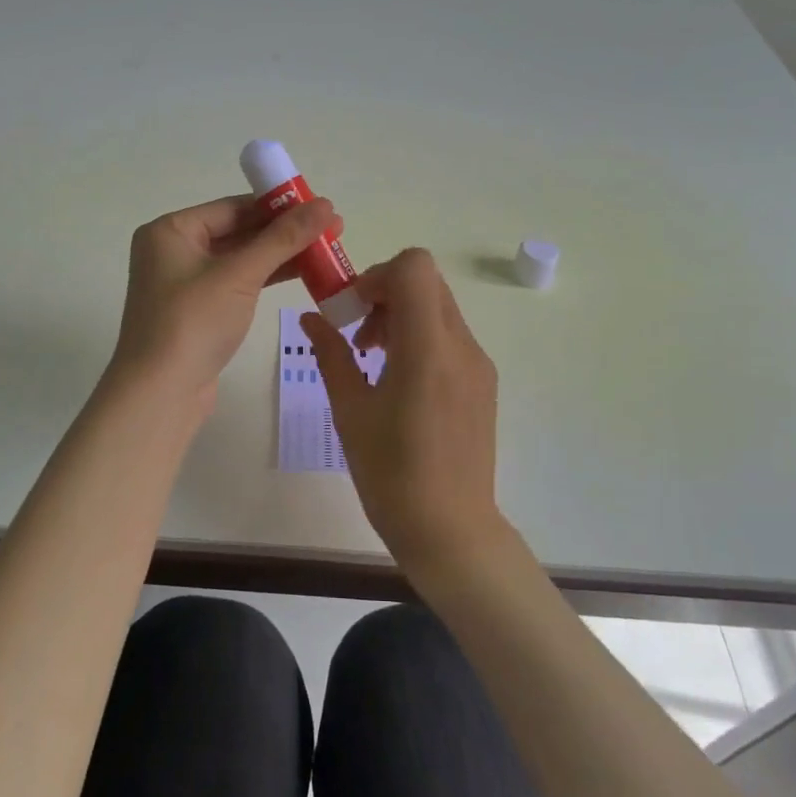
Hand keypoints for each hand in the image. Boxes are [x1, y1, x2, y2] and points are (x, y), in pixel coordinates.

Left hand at [111, 194, 340, 417]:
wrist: (160, 394)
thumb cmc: (192, 323)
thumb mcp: (240, 275)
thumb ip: (283, 238)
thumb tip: (325, 204)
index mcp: (171, 231)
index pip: (233, 207)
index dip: (279, 205)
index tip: (320, 205)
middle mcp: (174, 250)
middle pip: (238, 231)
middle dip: (284, 231)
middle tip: (333, 228)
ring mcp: (185, 283)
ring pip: (241, 259)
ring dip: (281, 255)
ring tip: (327, 250)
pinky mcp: (199, 311)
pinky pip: (238, 283)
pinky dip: (266, 278)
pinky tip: (303, 274)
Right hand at [302, 249, 505, 573]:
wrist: (450, 529)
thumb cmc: (390, 474)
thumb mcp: (350, 410)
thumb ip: (331, 354)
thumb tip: (311, 318)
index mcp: (427, 349)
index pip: (414, 267)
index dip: (377, 275)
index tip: (352, 311)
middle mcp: (461, 346)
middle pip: (426, 282)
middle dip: (385, 294)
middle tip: (357, 335)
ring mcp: (478, 363)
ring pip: (439, 307)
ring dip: (402, 315)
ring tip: (373, 360)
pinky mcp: (484, 382)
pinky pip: (450, 336)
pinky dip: (420, 338)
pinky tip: (399, 382)